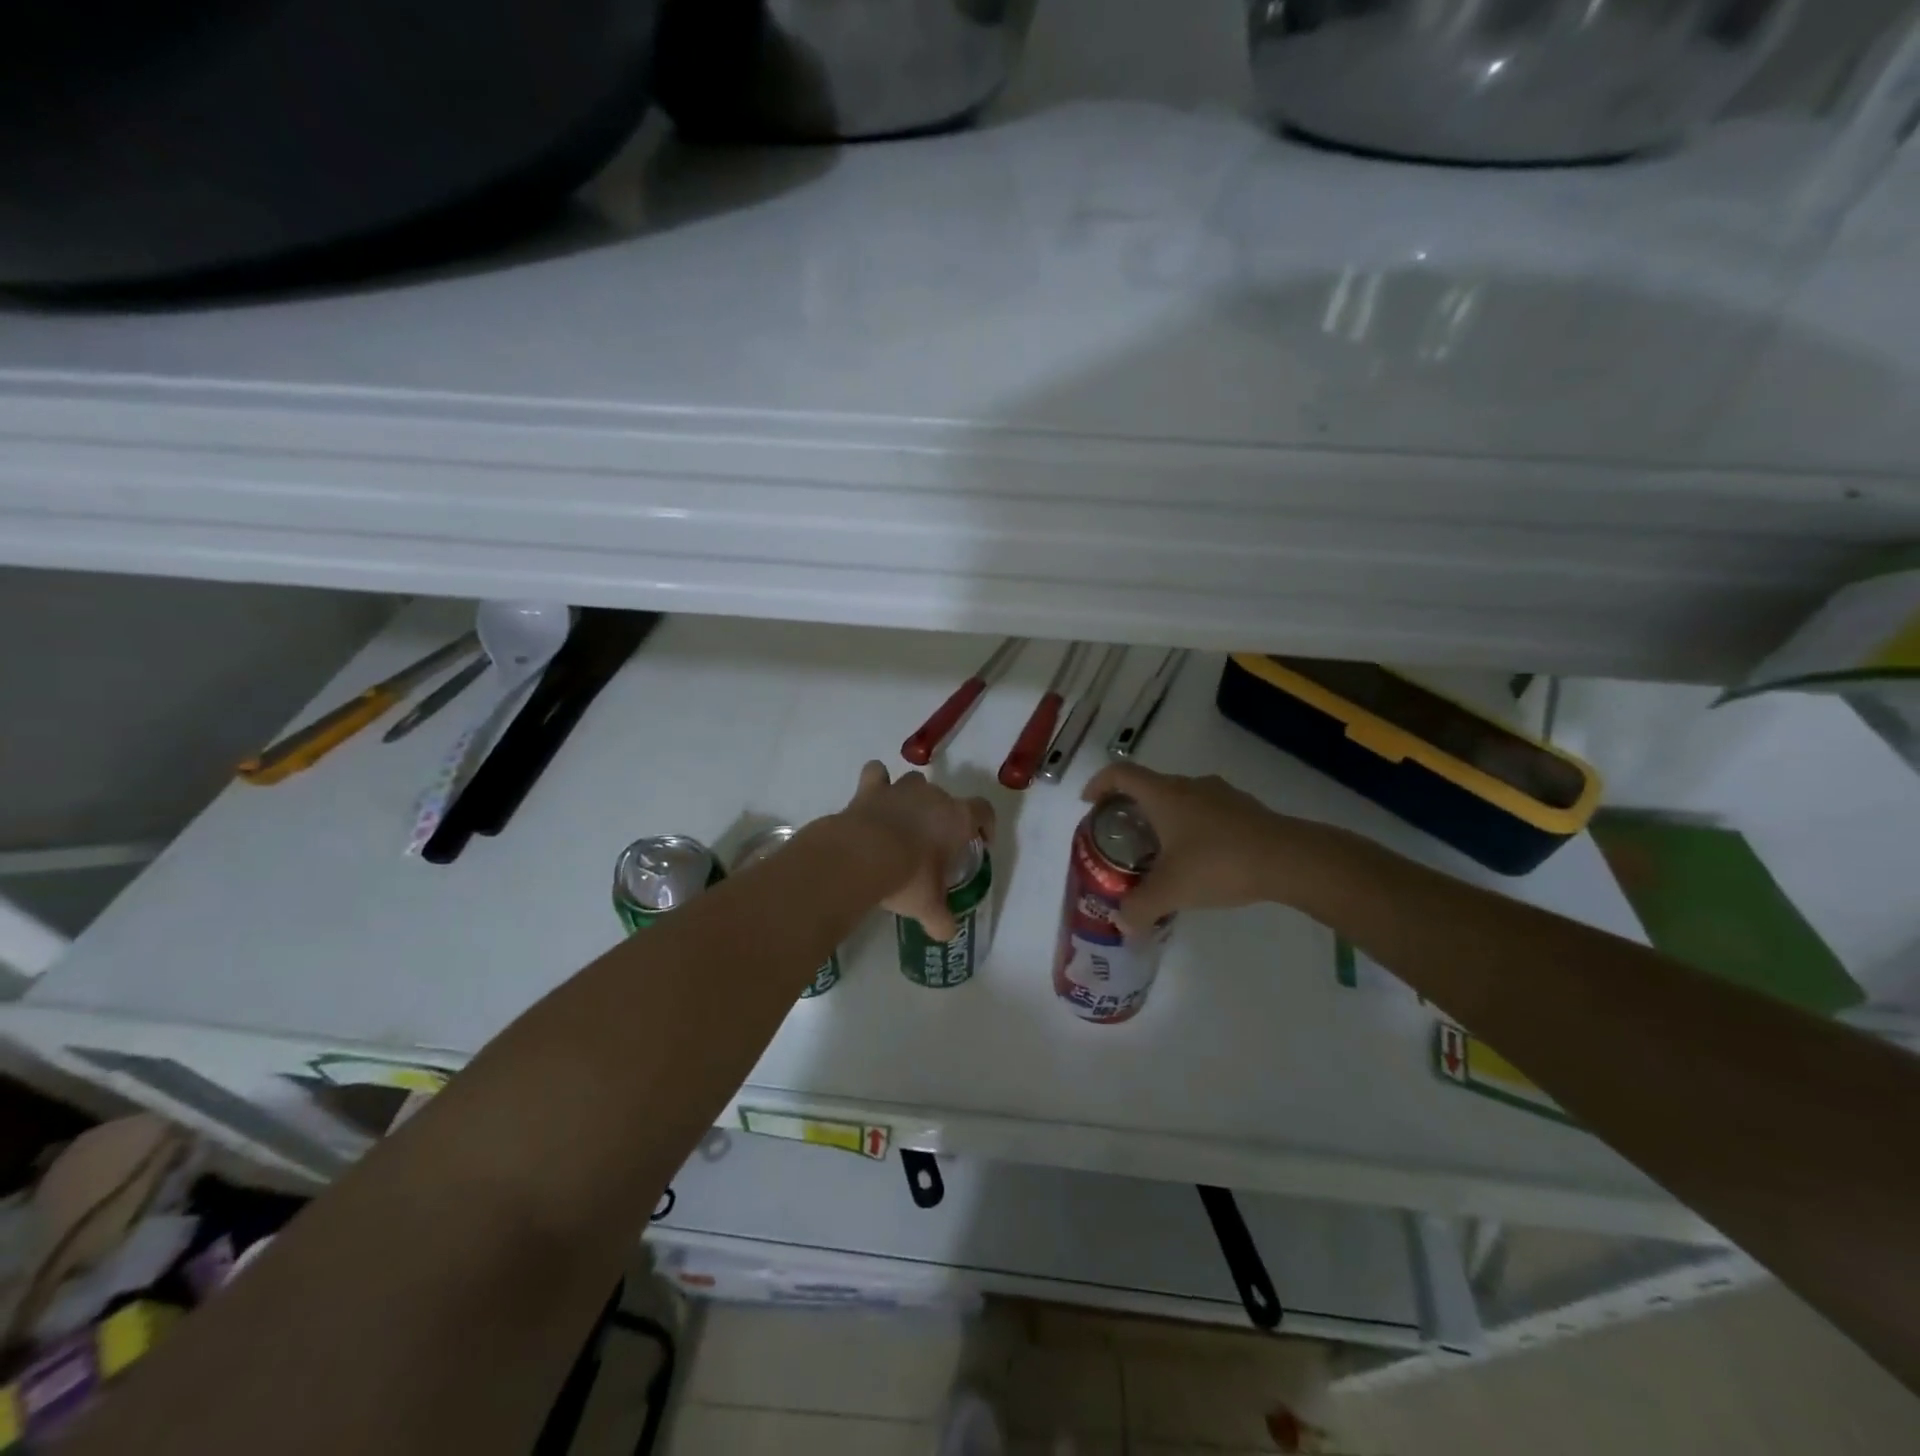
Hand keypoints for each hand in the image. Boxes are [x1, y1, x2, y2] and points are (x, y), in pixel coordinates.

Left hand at [841, 762, 994, 940]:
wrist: (862, 855)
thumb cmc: (908, 877)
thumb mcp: (929, 906)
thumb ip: (941, 920)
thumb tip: (947, 934)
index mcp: (957, 818)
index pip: (983, 811)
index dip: (985, 824)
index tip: (981, 840)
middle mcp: (933, 796)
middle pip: (947, 798)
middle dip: (943, 817)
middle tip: (934, 845)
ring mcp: (900, 789)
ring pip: (914, 782)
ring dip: (912, 797)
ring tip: (904, 821)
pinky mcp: (870, 789)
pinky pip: (876, 774)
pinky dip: (877, 782)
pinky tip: (874, 796)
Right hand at [1081, 762, 1309, 932]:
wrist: (1289, 859)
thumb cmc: (1218, 863)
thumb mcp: (1170, 891)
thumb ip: (1139, 907)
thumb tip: (1122, 924)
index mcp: (1164, 795)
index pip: (1120, 774)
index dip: (1099, 784)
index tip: (1088, 803)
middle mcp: (1189, 786)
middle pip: (1150, 787)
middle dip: (1131, 808)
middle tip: (1123, 838)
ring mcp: (1221, 795)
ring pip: (1181, 800)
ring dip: (1165, 819)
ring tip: (1161, 853)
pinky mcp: (1245, 810)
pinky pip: (1207, 812)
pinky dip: (1194, 829)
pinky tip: (1201, 860)